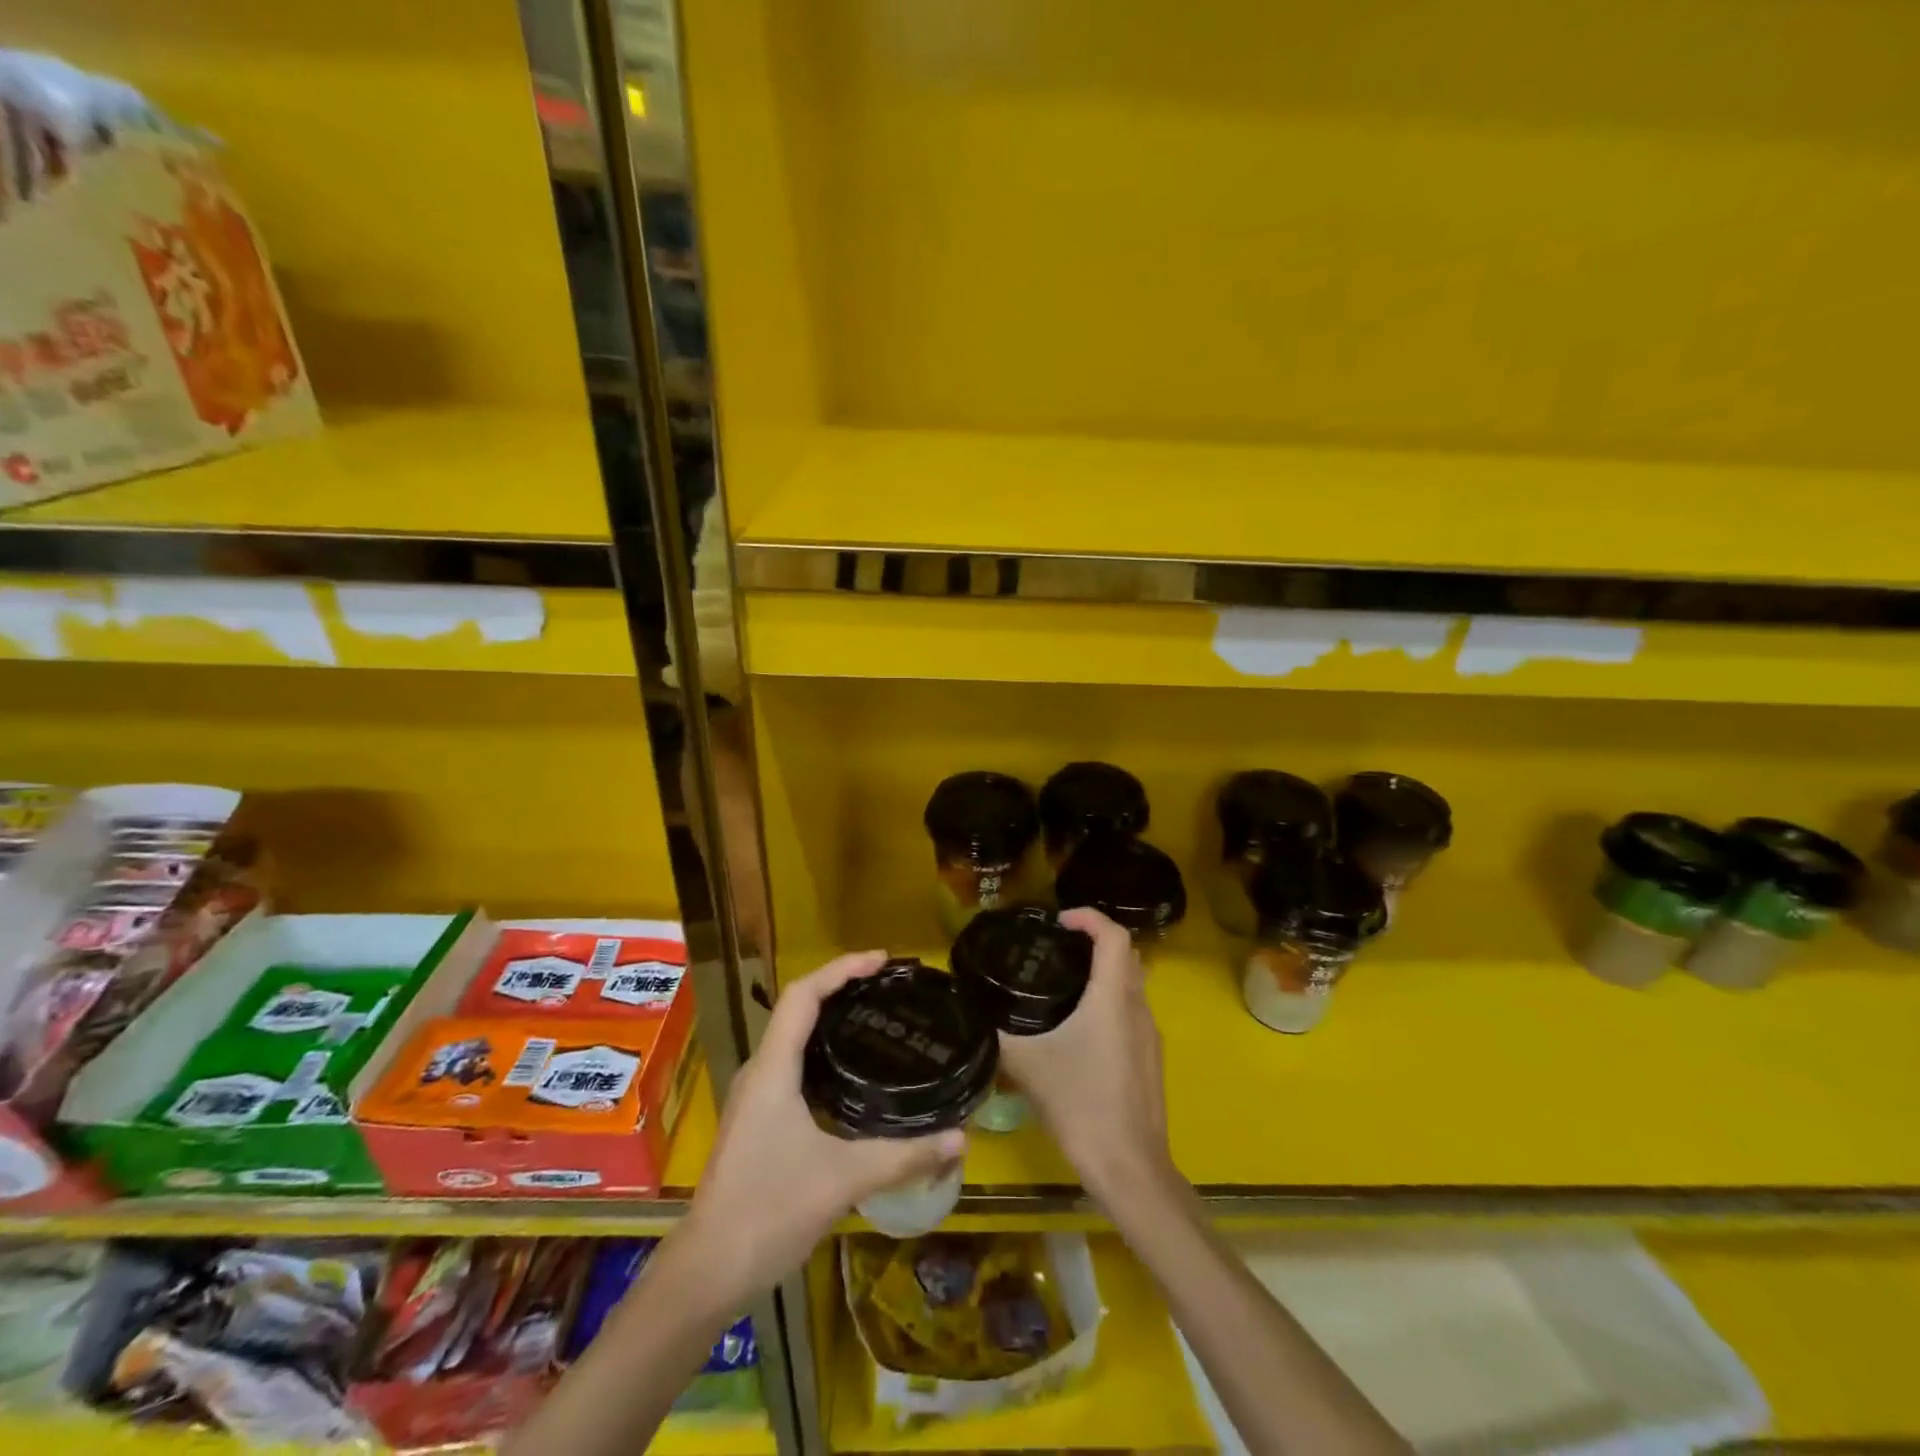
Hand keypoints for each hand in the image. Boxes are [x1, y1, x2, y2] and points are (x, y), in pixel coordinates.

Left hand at [685, 951, 965, 1296]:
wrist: (708, 1272)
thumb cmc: (769, 1211)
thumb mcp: (843, 1180)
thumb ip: (903, 1156)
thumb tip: (960, 1139)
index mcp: (773, 1069)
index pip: (803, 995)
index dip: (841, 968)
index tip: (882, 960)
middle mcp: (760, 1072)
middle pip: (798, 1008)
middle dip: (841, 986)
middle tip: (887, 985)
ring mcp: (756, 1097)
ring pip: (793, 1037)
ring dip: (830, 1017)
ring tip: (874, 1016)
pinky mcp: (759, 1120)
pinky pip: (793, 1063)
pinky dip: (823, 1049)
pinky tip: (852, 1072)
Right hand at [996, 908, 1176, 1206]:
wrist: (1130, 1169)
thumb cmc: (1082, 1106)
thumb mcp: (1029, 1067)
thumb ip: (999, 1034)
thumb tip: (973, 1010)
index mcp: (1113, 998)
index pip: (1113, 935)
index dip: (1088, 917)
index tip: (1058, 921)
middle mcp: (1138, 1007)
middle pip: (1126, 954)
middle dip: (1095, 940)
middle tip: (1057, 948)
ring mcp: (1150, 1035)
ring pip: (1132, 983)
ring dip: (1104, 971)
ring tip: (1063, 982)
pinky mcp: (1150, 1059)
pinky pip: (1132, 1011)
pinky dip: (1110, 1000)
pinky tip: (1080, 1028)